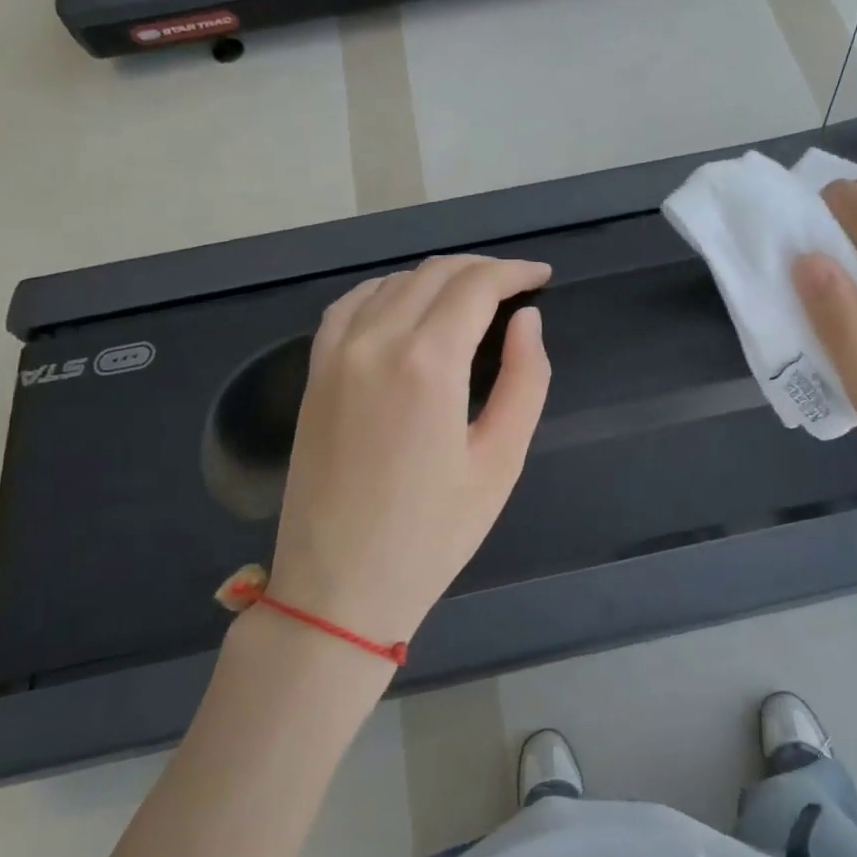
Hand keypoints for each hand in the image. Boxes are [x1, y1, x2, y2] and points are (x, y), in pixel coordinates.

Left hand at [267, 255, 551, 644]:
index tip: (542, 276)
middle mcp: (377, 340)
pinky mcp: (315, 372)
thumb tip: (528, 320)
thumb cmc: (433, 533)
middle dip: (483, 269)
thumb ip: (525, 379)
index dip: (514, 272)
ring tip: (473, 294)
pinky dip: (388, 290)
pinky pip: (351, 304)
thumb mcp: (501, 461)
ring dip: (439, 277)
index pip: (477, 286)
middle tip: (516, 285)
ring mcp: (336, 353)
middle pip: (435, 274)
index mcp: (428, 362)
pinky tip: (407, 304)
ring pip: (394, 282)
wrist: (338, 587)